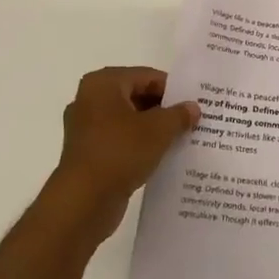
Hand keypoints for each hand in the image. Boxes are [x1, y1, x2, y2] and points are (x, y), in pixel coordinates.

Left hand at [51, 67, 198, 241]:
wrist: (83, 202)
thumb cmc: (121, 152)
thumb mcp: (159, 129)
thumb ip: (179, 114)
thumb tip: (193, 108)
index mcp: (103, 83)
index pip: (147, 76)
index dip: (173, 90)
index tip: (194, 104)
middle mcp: (90, 100)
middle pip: (136, 96)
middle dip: (163, 109)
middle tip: (191, 121)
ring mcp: (86, 128)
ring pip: (128, 120)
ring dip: (152, 128)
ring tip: (180, 138)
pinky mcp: (87, 153)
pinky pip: (120, 140)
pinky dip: (139, 145)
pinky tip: (160, 156)